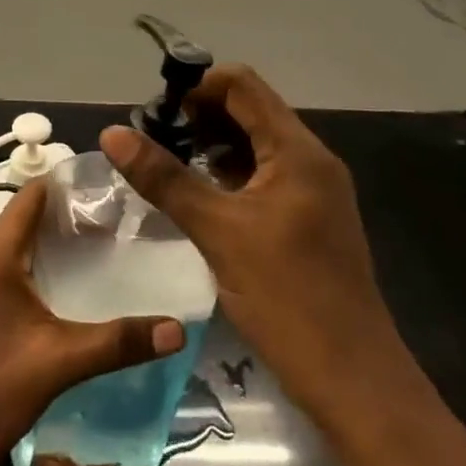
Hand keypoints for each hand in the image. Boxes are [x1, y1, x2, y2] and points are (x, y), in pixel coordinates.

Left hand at [0, 179, 184, 465]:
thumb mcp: (56, 365)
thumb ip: (117, 343)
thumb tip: (178, 328)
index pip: (33, 195)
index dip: (70, 184)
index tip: (113, 186)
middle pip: (25, 220)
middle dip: (69, 219)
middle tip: (120, 227)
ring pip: (13, 248)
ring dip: (50, 248)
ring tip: (100, 258)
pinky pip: (0, 272)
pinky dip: (31, 272)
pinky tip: (61, 297)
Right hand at [100, 65, 405, 427]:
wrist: (352, 380)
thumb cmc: (287, 297)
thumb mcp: (217, 232)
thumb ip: (164, 178)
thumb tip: (112, 133)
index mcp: (297, 151)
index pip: (241, 85)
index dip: (196, 87)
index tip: (155, 113)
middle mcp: (309, 160)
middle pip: (249, 111)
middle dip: (198, 117)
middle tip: (152, 140)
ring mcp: (312, 191)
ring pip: (254, 145)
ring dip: (210, 145)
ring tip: (165, 165)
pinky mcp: (307, 219)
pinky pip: (262, 176)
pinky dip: (227, 174)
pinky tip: (196, 195)